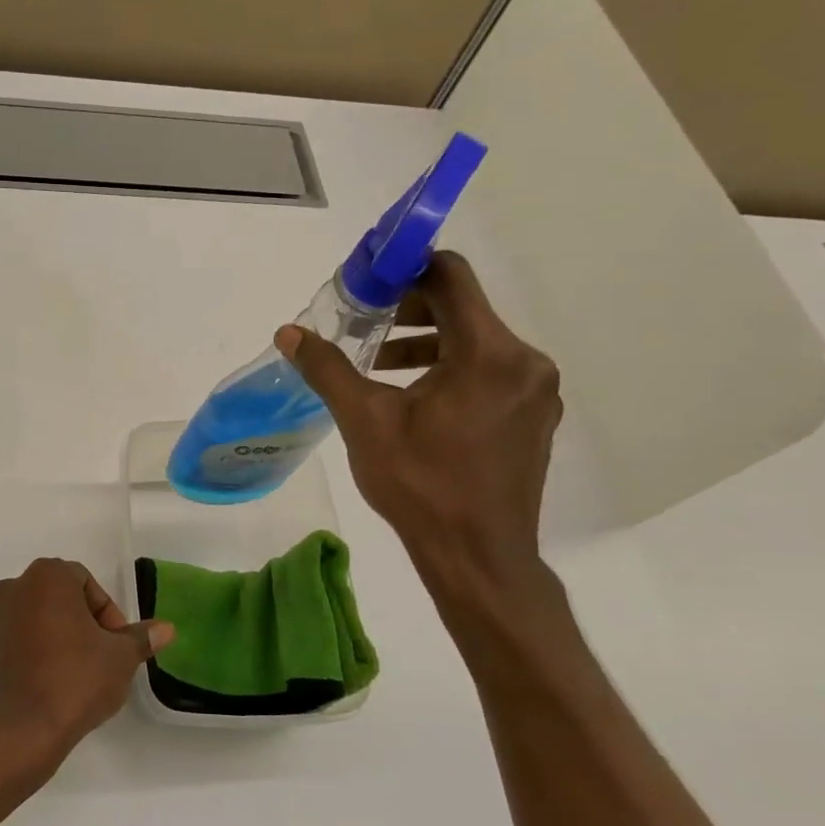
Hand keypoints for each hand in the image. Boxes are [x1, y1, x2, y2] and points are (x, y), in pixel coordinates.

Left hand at [0, 559, 174, 757]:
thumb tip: (166, 629)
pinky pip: (4, 652)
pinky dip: (20, 664)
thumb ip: (140, 638)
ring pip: (26, 624)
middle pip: (53, 600)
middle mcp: (10, 590)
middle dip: (76, 624)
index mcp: (46, 578)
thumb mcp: (120, 659)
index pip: (84, 582)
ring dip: (46, 641)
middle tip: (96, 659)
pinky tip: (37, 691)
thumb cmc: (76, 680)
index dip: (106, 612)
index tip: (116, 644)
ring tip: (66, 678)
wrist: (20, 733)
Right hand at [275, 251, 561, 600]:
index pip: (451, 277)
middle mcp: (524, 362)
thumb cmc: (420, 485)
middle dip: (410, 309)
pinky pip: (491, 371)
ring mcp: (535, 391)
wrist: (478, 557)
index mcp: (488, 353)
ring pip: (477, 341)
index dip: (407, 268)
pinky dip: (452, 369)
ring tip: (379, 364)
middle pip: (464, 308)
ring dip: (427, 342)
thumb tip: (289, 333)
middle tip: (364, 325)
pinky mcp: (535, 416)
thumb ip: (328, 369)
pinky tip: (415, 398)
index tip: (368, 281)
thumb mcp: (364, 421)